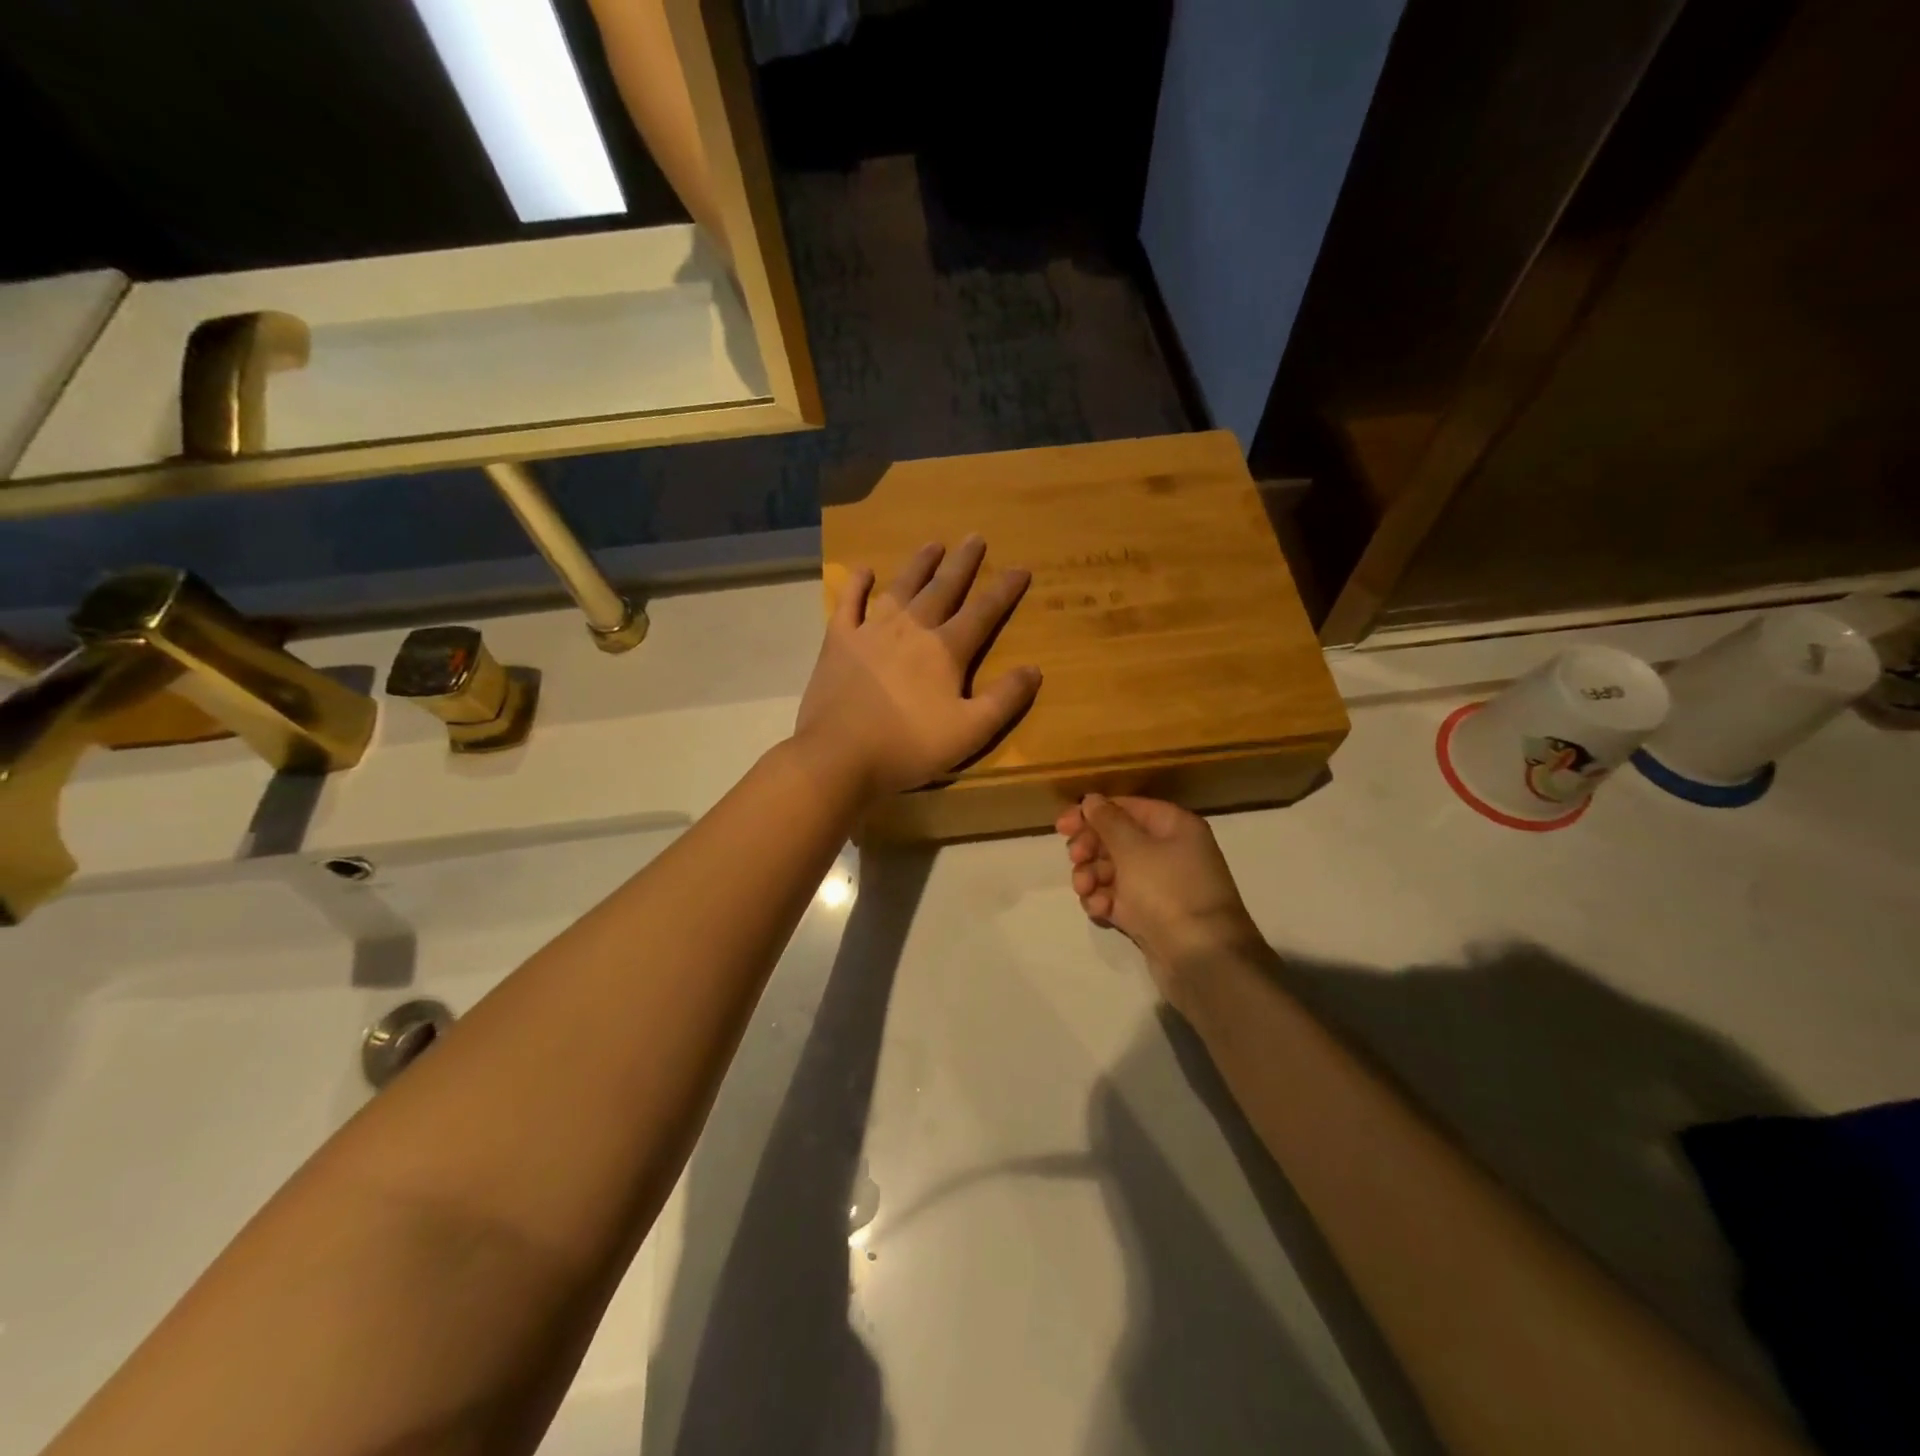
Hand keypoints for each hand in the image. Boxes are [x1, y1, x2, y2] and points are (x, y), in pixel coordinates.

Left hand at [795, 536, 1041, 800]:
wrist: (840, 756)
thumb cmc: (909, 747)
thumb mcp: (970, 731)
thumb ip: (1004, 699)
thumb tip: (1034, 669)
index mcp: (945, 650)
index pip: (983, 612)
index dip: (1004, 590)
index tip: (1020, 568)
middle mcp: (911, 629)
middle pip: (942, 589)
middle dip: (962, 563)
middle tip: (975, 537)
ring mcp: (871, 631)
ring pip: (900, 588)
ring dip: (919, 564)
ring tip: (933, 544)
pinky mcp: (838, 641)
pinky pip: (849, 603)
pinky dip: (857, 585)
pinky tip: (864, 570)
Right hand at [1056, 795, 1263, 1013]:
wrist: (1201, 958)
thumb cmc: (1168, 891)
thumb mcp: (1134, 849)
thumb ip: (1108, 821)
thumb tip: (1092, 799)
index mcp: (1173, 827)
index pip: (1126, 808)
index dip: (1092, 814)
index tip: (1062, 827)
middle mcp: (1168, 851)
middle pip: (1116, 839)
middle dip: (1091, 849)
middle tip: (1076, 859)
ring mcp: (1158, 886)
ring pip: (1112, 871)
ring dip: (1092, 877)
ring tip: (1085, 890)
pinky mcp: (1149, 915)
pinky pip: (1118, 899)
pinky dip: (1104, 901)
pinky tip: (1101, 911)